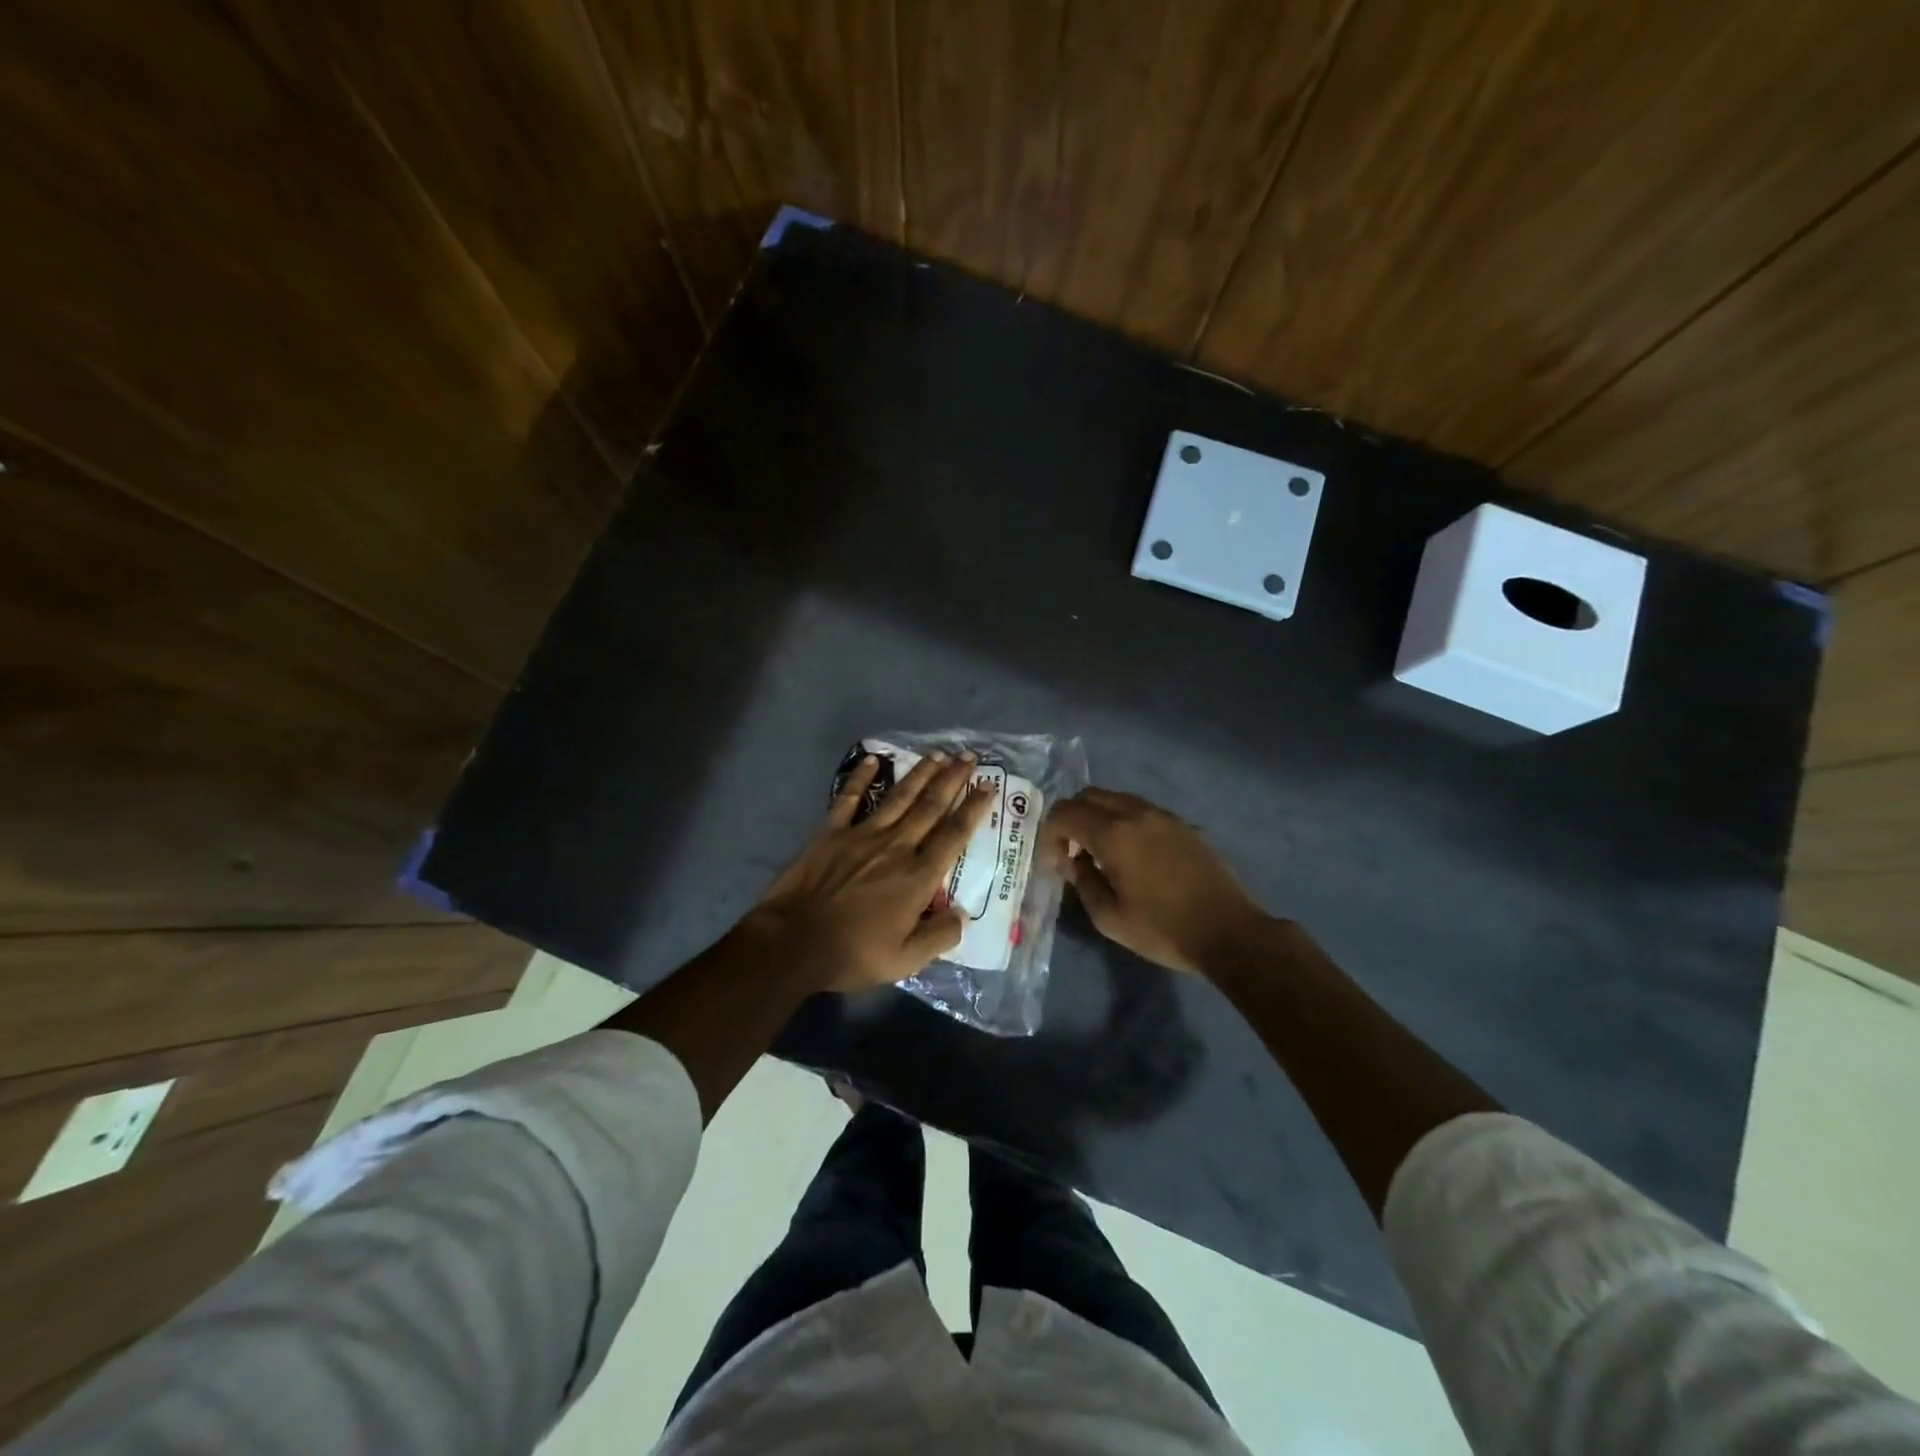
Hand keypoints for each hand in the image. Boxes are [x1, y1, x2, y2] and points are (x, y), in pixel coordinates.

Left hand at [747, 752, 993, 991]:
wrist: (793, 943)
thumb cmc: (852, 954)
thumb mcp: (905, 960)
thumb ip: (939, 936)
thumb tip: (961, 916)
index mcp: (917, 877)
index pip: (954, 835)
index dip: (973, 808)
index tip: (988, 786)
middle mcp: (896, 847)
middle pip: (931, 806)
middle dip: (953, 779)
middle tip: (969, 757)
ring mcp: (862, 835)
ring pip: (899, 797)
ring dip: (920, 773)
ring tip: (938, 755)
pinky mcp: (831, 832)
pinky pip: (849, 798)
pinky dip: (861, 777)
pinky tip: (873, 759)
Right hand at [1042, 788, 1269, 976]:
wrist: (1228, 932)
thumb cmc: (1163, 929)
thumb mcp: (1110, 918)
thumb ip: (1082, 882)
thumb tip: (1071, 861)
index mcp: (1113, 834)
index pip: (1065, 813)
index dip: (1050, 834)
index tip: (1054, 863)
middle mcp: (1135, 813)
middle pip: (1088, 796)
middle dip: (1071, 819)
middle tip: (1071, 853)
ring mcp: (1161, 815)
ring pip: (1115, 799)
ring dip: (1096, 818)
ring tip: (1099, 854)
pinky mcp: (1180, 824)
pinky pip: (1138, 809)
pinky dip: (1121, 821)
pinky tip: (1129, 854)